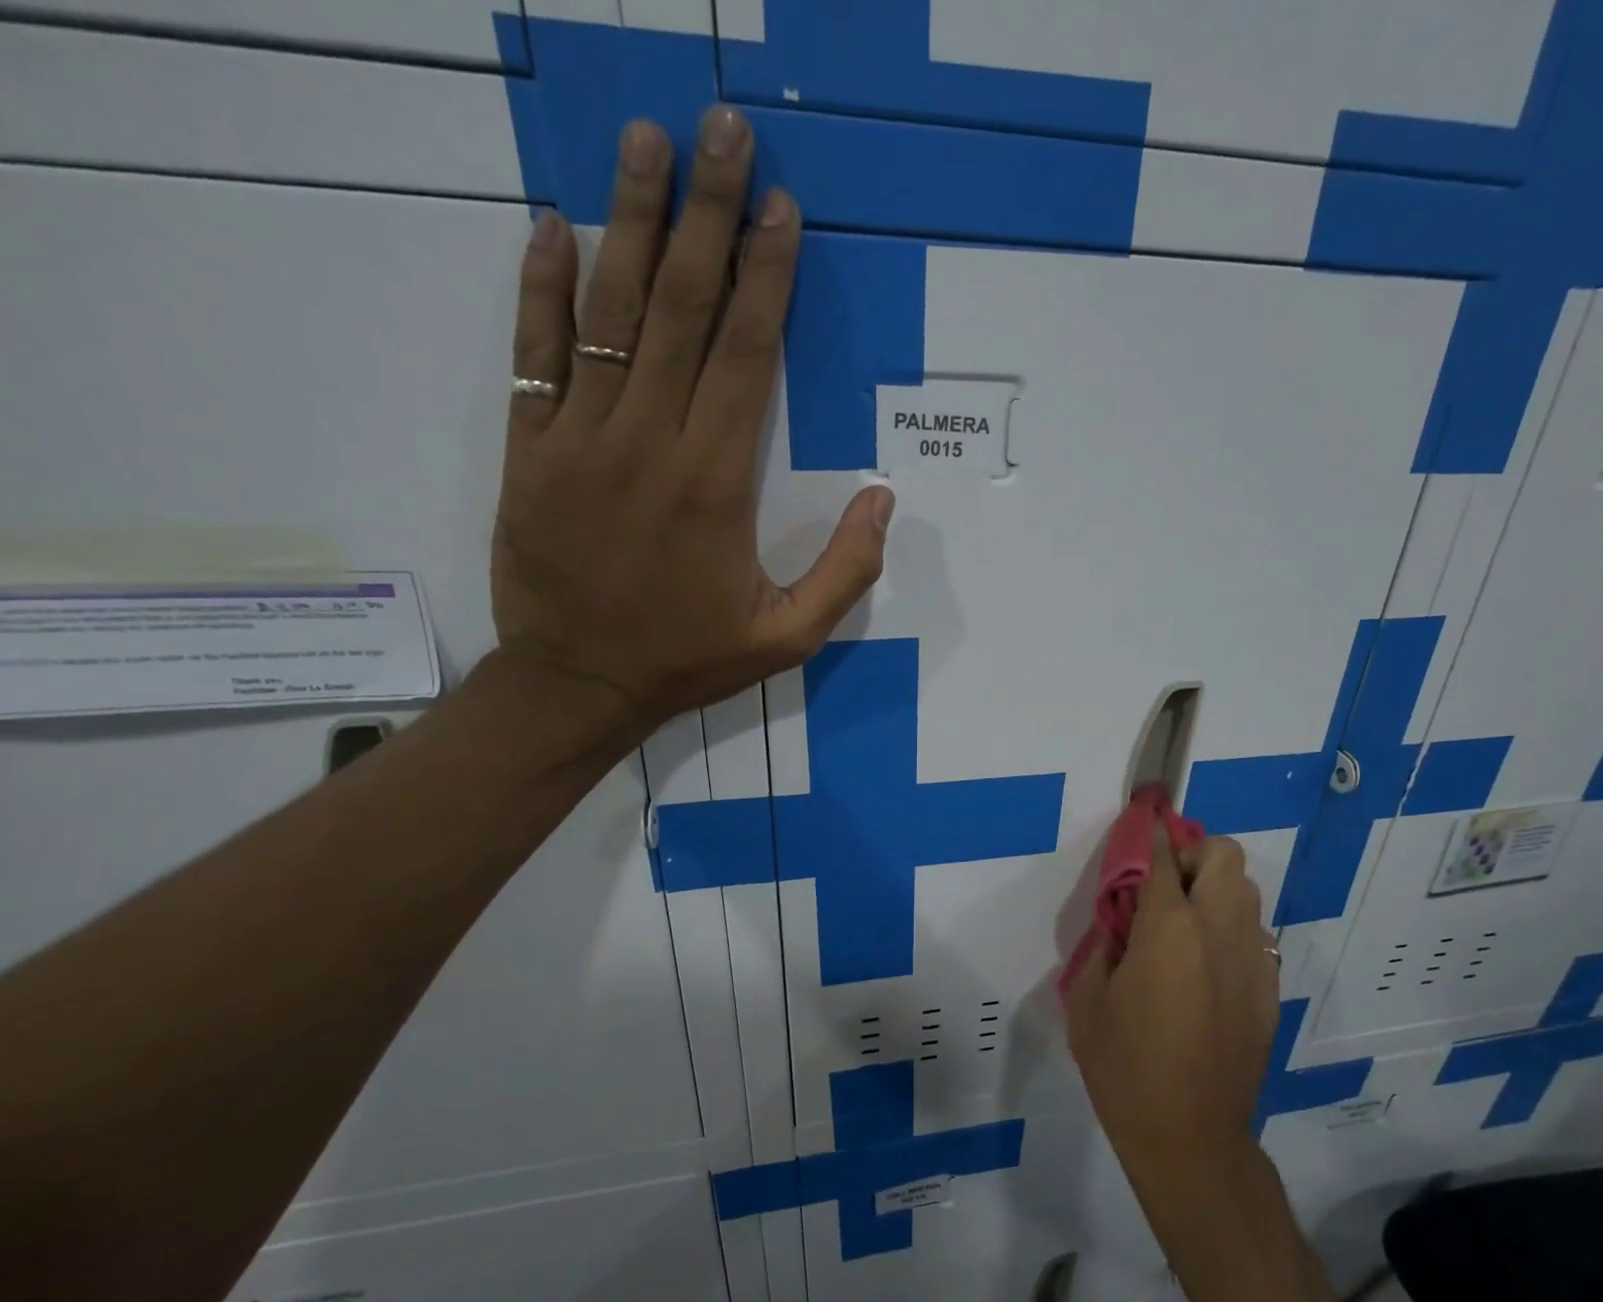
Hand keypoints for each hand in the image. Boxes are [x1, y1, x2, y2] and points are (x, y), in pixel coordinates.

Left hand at [491, 107, 894, 746]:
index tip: (780, 207)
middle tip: (722, 127)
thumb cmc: (688, 658)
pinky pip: (535, 351)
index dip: (766, 275)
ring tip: (646, 141)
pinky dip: (543, 287)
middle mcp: (649, 441)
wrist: (578, 684)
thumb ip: (846, 572)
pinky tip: (554, 227)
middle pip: (682, 308)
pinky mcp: (530, 448)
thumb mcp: (788, 638)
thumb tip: (884, 499)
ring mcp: (580, 437)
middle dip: (707, 213)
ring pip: (609, 311)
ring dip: (630, 220)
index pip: (746, 355)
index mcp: (717, 482)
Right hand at [1065, 830, 1279, 1189]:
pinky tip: (1203, 970)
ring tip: (1182, 926)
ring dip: (1214, 890)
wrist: (1191, 1139)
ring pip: (1246, 892)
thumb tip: (1122, 919)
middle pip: (1225, 855)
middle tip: (1162, 887)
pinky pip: (1252, 935)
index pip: (1163, 855)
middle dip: (1193, 854)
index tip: (1140, 822)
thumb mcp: (1088, 1000)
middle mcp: (1219, 932)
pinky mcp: (1268, 990)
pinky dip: (1228, 930)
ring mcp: (1252, 961)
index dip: (1150, 831)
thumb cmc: (1126, 1069)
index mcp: (1170, 930)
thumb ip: (1105, 943)